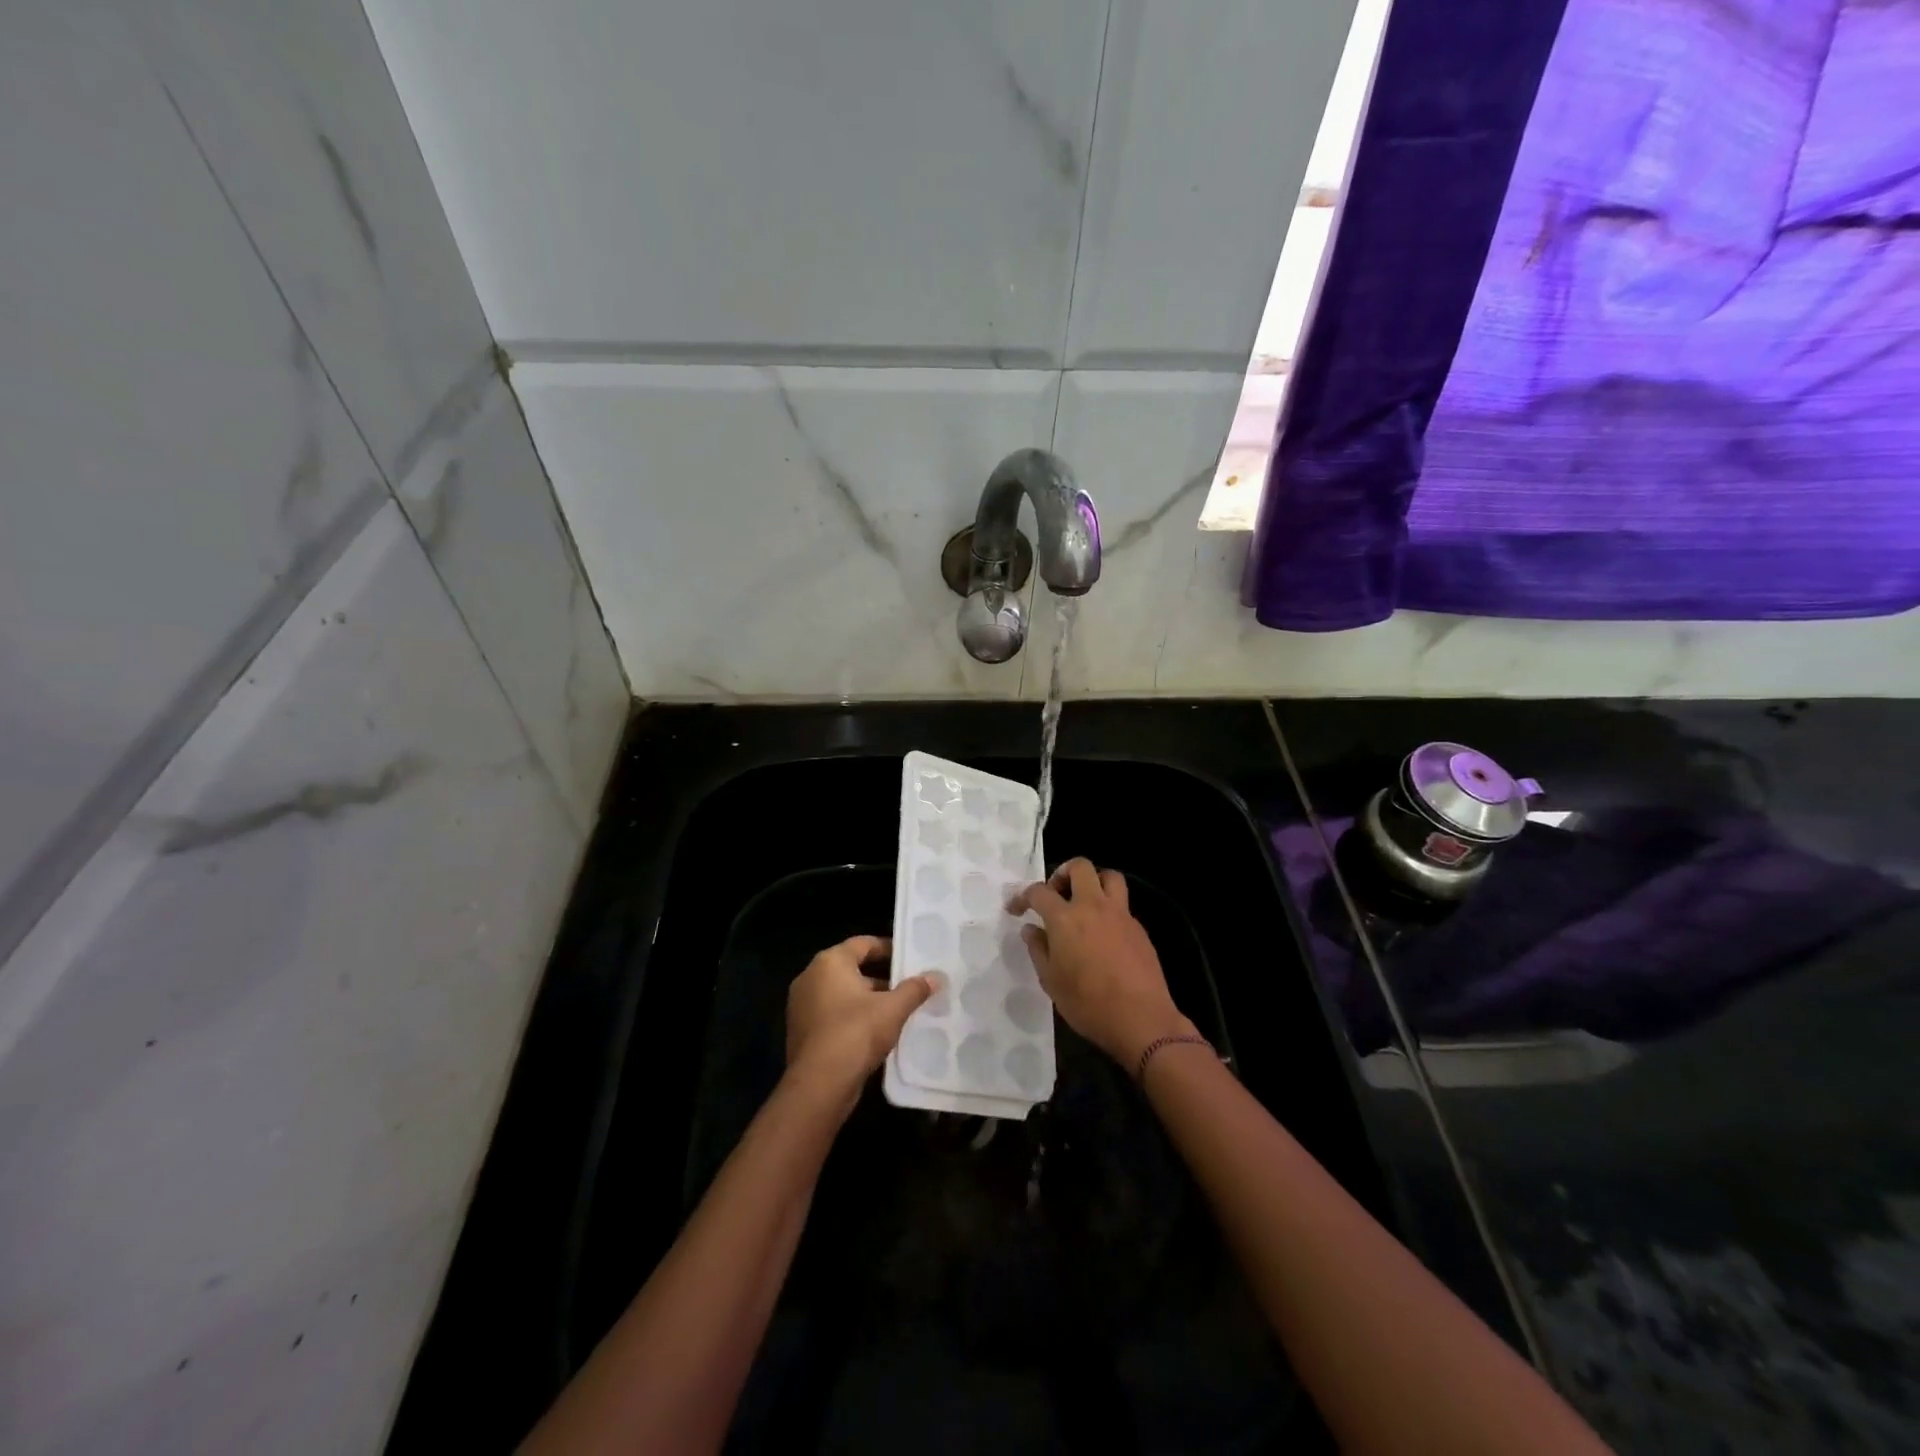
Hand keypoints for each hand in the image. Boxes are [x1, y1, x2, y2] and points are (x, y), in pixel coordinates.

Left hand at [785, 936, 937, 1113]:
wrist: (819, 1085)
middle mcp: (811, 977)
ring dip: (868, 999)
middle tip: (908, 986)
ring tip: (897, 1010)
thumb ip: (914, 989)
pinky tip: (876, 1032)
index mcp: (829, 962)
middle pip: (852, 968)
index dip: (889, 949)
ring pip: (842, 993)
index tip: (910, 959)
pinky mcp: (802, 1031)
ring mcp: (802, 1005)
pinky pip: (832, 1014)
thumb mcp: (893, 1009)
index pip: (863, 944)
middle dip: (881, 978)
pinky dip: (853, 1017)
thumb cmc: (856, 1033)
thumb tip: (935, 977)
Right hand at [1012, 859, 1194, 1068]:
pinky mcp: (1139, 928)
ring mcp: (1120, 914)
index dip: (1022, 896)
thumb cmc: (1087, 1003)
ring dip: (1093, 881)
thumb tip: (1031, 929)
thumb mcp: (1051, 981)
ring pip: (1109, 877)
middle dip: (1062, 873)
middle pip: (1080, 867)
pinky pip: (1122, 904)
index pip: (1039, 892)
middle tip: (1055, 894)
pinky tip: (1103, 933)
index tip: (1016, 909)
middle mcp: (1093, 906)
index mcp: (1065, 918)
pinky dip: (1109, 908)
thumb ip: (1038, 949)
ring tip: (1084, 903)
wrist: (1140, 1019)